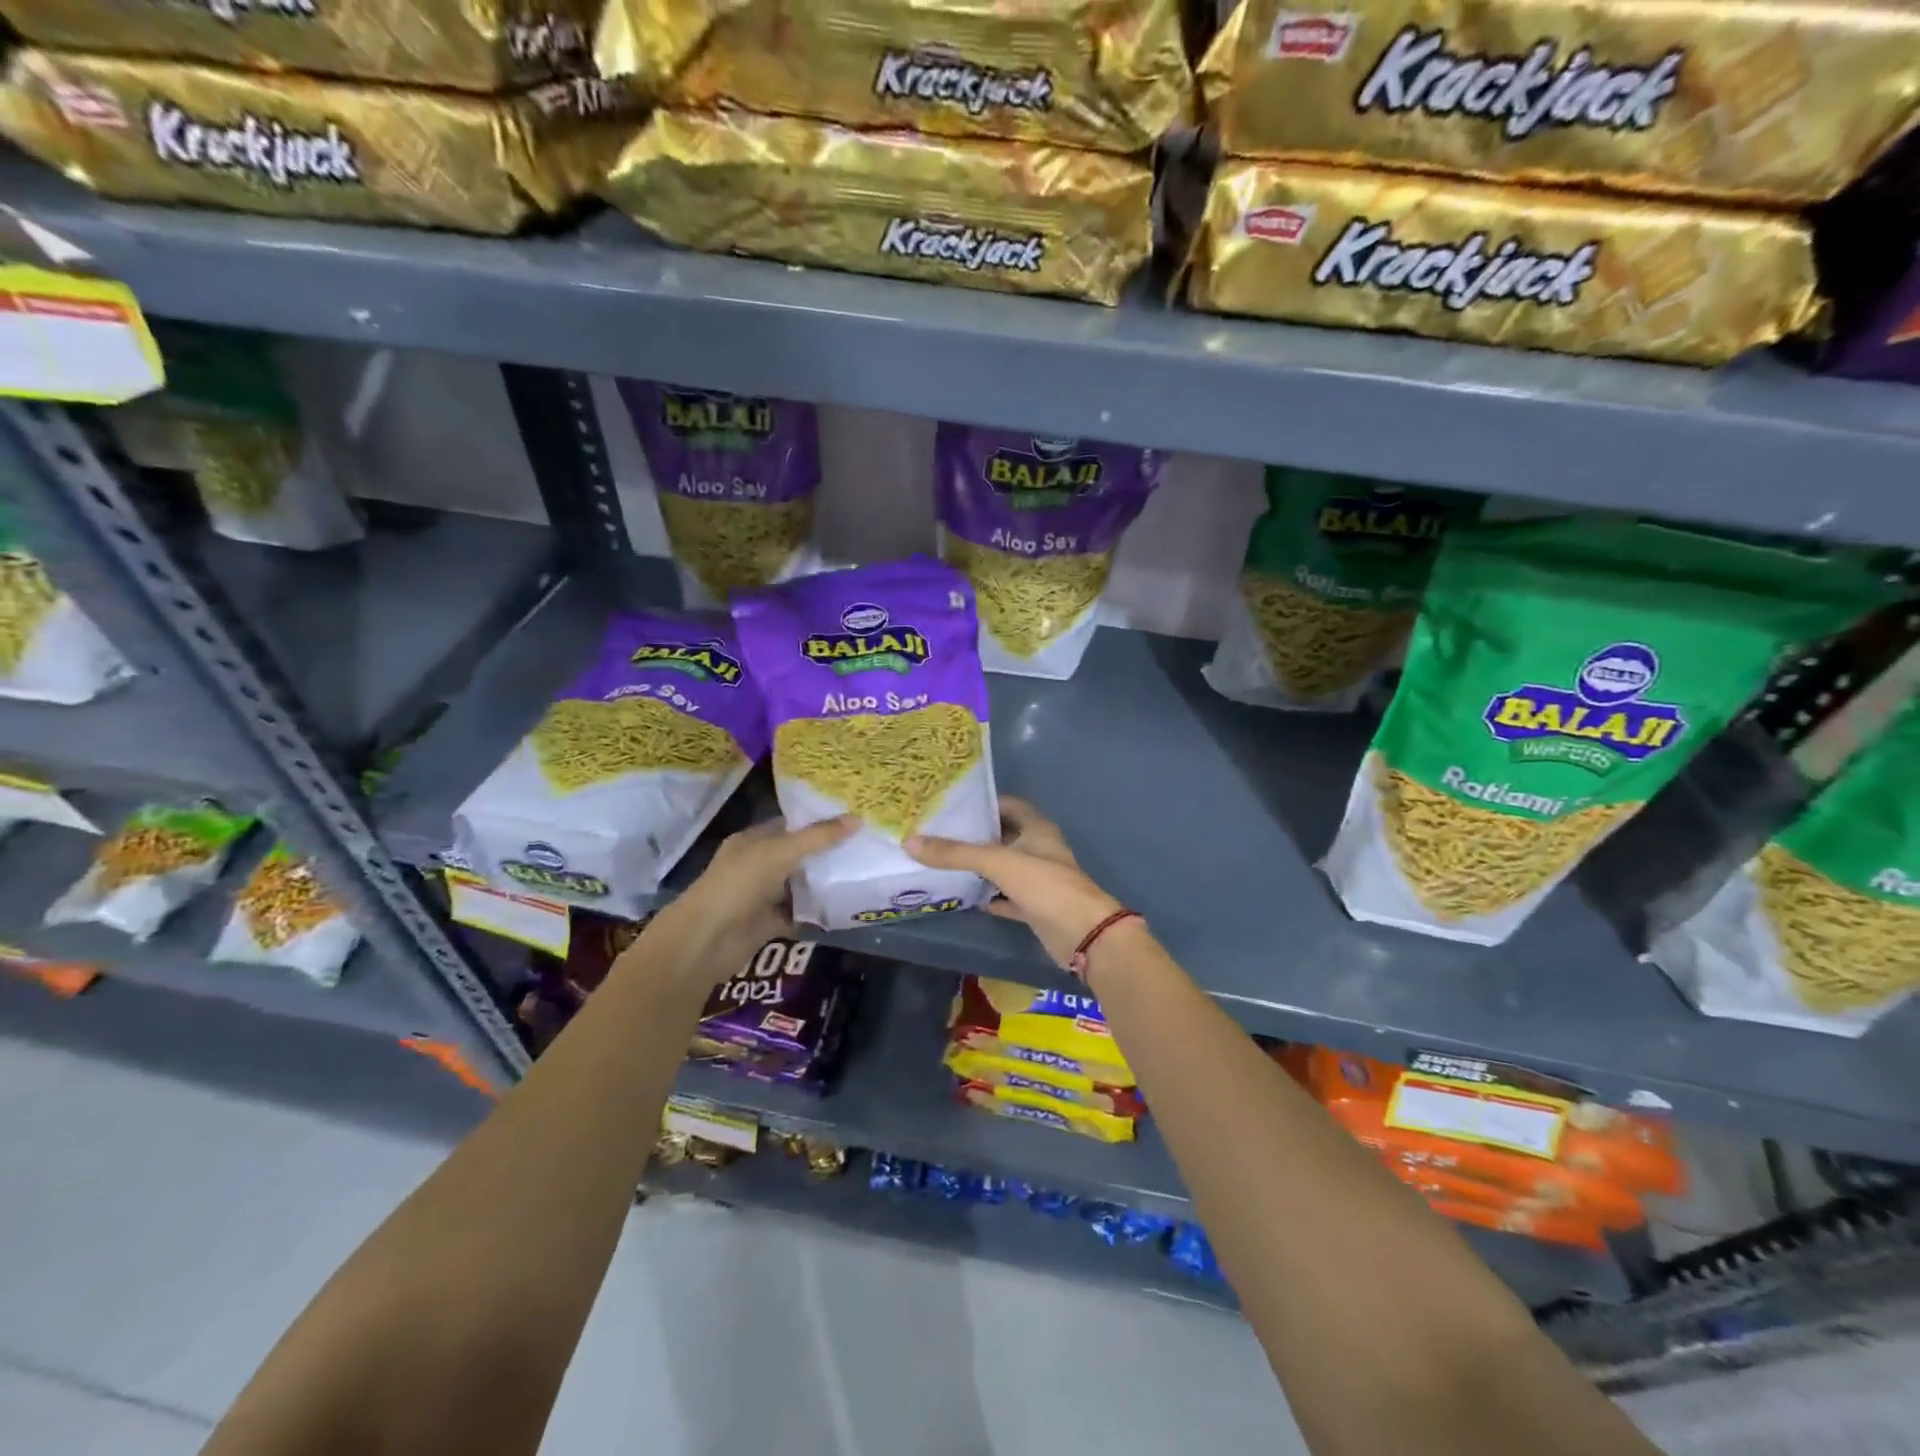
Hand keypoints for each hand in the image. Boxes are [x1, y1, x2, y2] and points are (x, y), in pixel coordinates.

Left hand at [646, 815, 856, 986]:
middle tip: (865, 845)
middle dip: (826, 853)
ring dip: (824, 884)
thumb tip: (857, 819)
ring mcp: (762, 896)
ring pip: (799, 886)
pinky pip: (799, 915)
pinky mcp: (768, 924)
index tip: (851, 818)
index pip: (789, 824)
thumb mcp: (781, 852)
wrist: (706, 941)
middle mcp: (757, 865)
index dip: (818, 820)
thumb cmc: (739, 884)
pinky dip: (817, 914)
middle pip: (797, 855)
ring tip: (863, 873)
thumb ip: (818, 838)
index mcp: (753, 841)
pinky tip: (845, 908)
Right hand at [906, 796, 1123, 966]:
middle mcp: (1039, 848)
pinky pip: (1006, 896)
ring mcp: (1038, 879)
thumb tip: (911, 842)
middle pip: (1003, 835)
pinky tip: (965, 895)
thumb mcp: (997, 862)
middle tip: (937, 832)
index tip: (951, 804)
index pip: (1007, 804)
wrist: (1082, 933)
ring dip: (980, 865)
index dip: (982, 803)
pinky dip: (989, 895)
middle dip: (975, 835)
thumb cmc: (1045, 885)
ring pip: (1004, 866)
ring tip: (942, 861)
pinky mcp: (1035, 906)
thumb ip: (955, 853)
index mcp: (1037, 828)